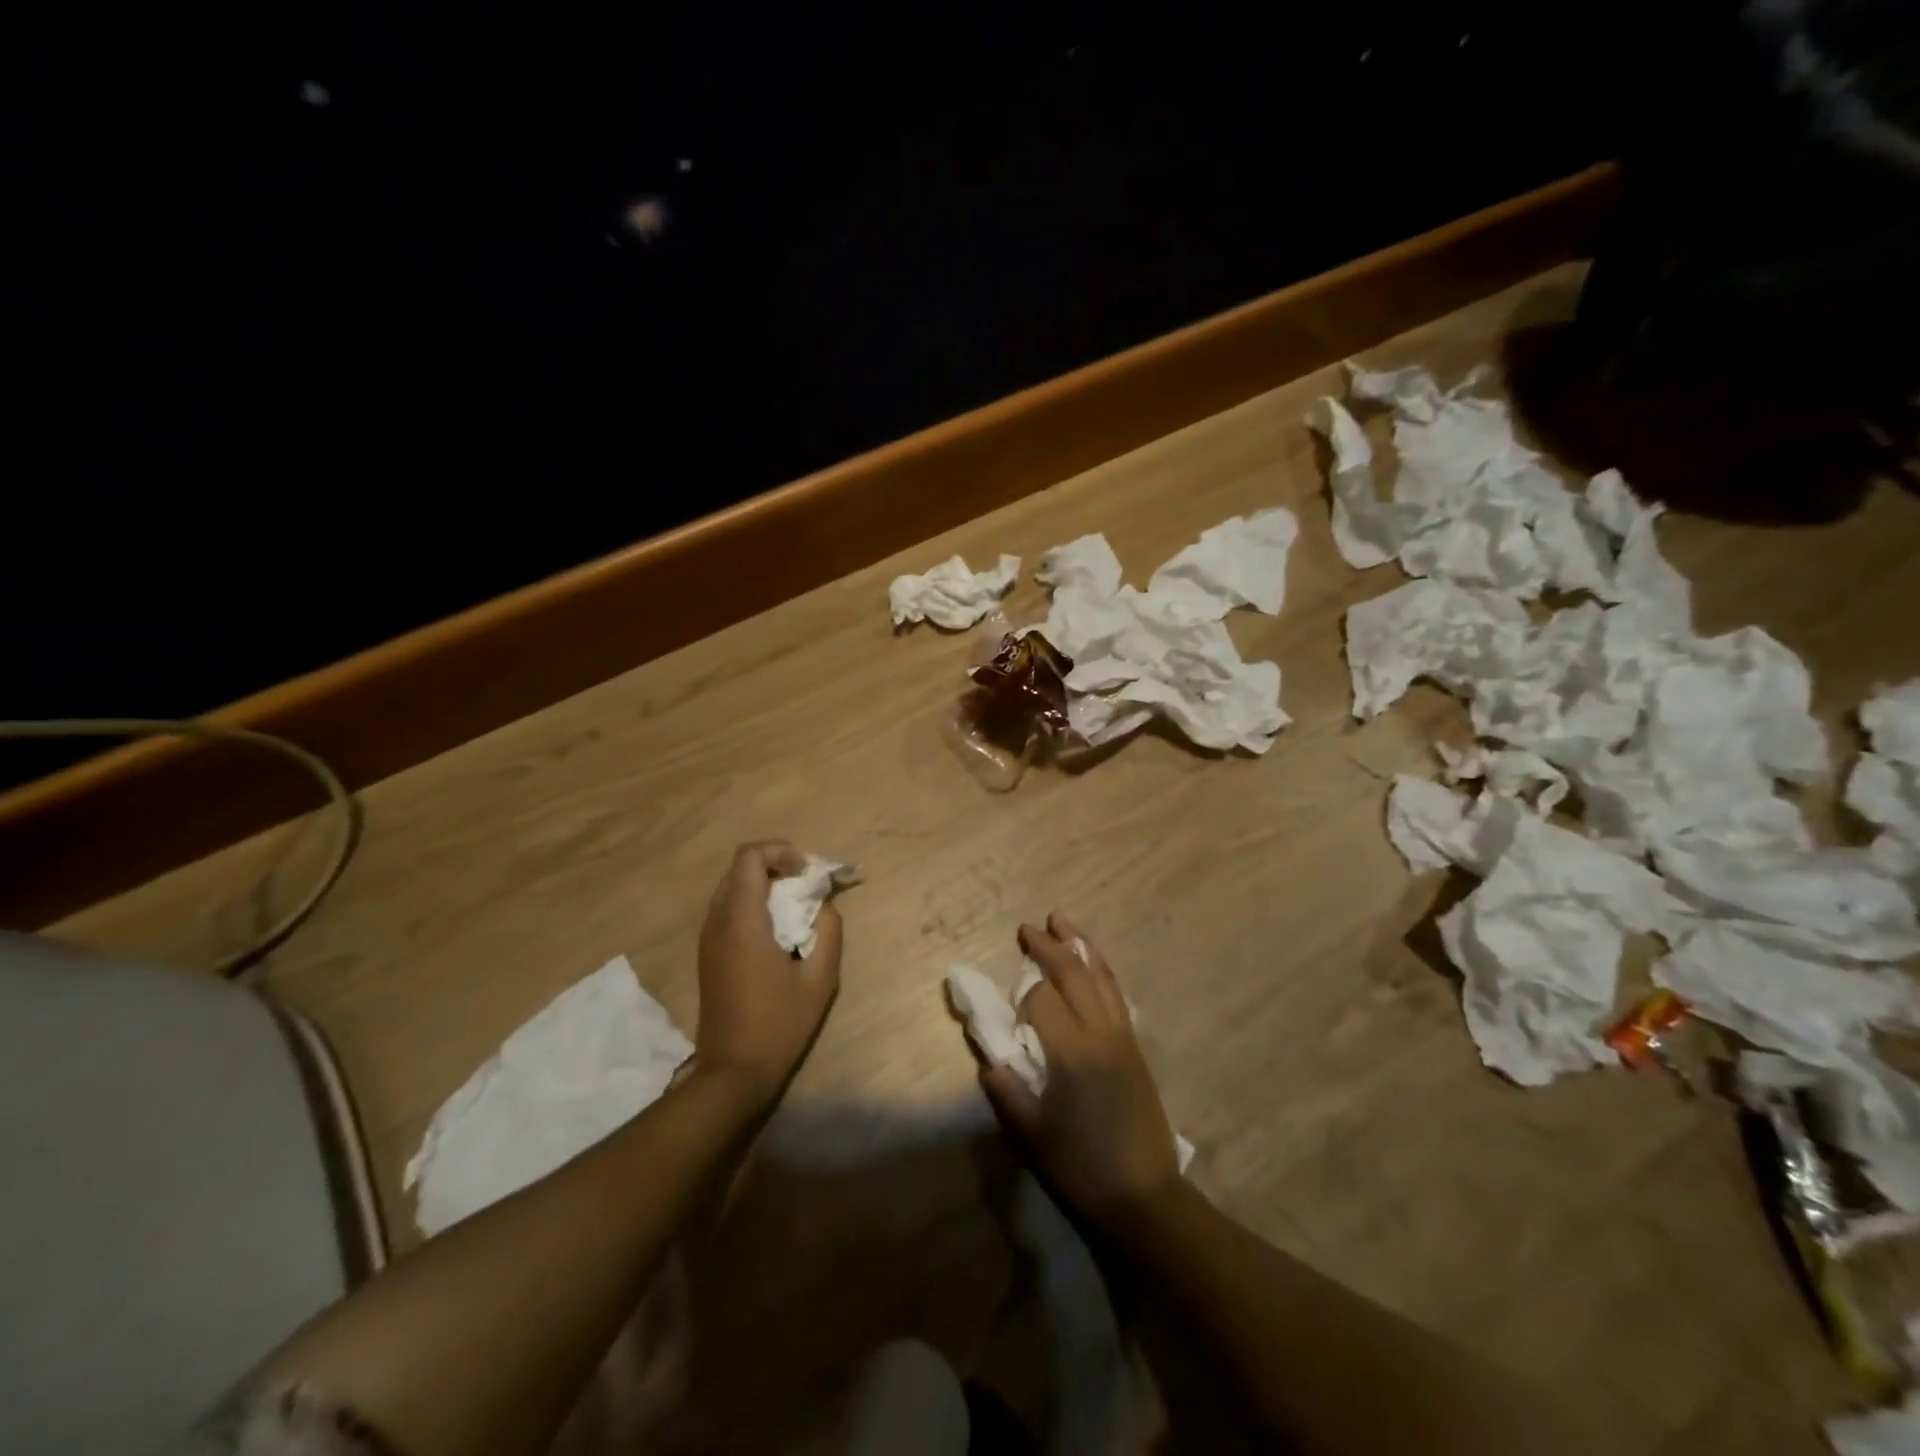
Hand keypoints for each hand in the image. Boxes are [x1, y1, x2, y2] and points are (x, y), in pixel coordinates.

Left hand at [693, 841, 841, 1107]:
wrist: (733, 1072)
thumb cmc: (779, 1024)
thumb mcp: (819, 979)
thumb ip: (828, 931)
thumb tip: (825, 905)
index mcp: (741, 921)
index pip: (749, 857)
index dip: (780, 851)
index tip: (806, 872)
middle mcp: (717, 922)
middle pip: (739, 869)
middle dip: (775, 866)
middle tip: (806, 885)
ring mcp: (708, 939)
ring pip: (732, 889)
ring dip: (764, 885)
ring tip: (795, 907)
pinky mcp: (708, 955)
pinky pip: (728, 910)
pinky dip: (753, 905)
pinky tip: (777, 931)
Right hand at [979, 913, 1182, 1229]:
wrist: (1145, 1197)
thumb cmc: (1082, 1168)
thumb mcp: (1031, 1136)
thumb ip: (1006, 1090)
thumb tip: (989, 1059)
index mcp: (1072, 1052)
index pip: (1041, 1000)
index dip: (1021, 1000)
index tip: (1011, 1020)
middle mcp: (1100, 1033)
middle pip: (1074, 973)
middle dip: (1049, 946)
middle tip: (1027, 928)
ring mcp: (1122, 1036)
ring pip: (1101, 976)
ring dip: (1080, 945)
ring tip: (1062, 921)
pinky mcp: (1135, 1046)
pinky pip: (1116, 993)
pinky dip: (1101, 968)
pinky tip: (1092, 961)